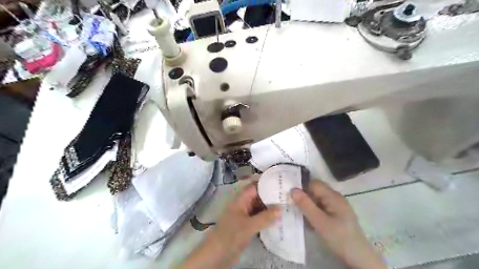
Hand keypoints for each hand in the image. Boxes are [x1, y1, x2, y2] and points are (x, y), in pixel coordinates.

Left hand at [181, 182, 281, 267]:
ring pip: (259, 207)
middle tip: (286, 194)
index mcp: (241, 199)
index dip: (266, 182)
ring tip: (285, 205)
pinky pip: (259, 217)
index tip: (280, 180)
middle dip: (270, 195)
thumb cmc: (231, 235)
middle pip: (258, 196)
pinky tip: (278, 219)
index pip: (254, 186)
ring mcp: (245, 215)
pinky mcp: (247, 225)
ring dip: (269, 207)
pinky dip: (267, 217)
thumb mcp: (249, 225)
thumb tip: (281, 208)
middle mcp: (243, 204)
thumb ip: (265, 217)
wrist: (218, 254)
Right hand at [290, 180, 386, 268]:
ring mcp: (337, 207)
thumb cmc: (339, 237)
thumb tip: (293, 189)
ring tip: (300, 216)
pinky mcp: (337, 216)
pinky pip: (322, 209)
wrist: (359, 258)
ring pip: (318, 200)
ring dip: (308, 206)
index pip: (313, 183)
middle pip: (316, 191)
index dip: (302, 187)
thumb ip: (305, 204)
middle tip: (292, 206)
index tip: (290, 196)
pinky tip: (310, 222)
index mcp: (333, 196)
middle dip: (304, 197)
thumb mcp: (319, 221)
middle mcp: (336, 198)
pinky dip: (315, 213)